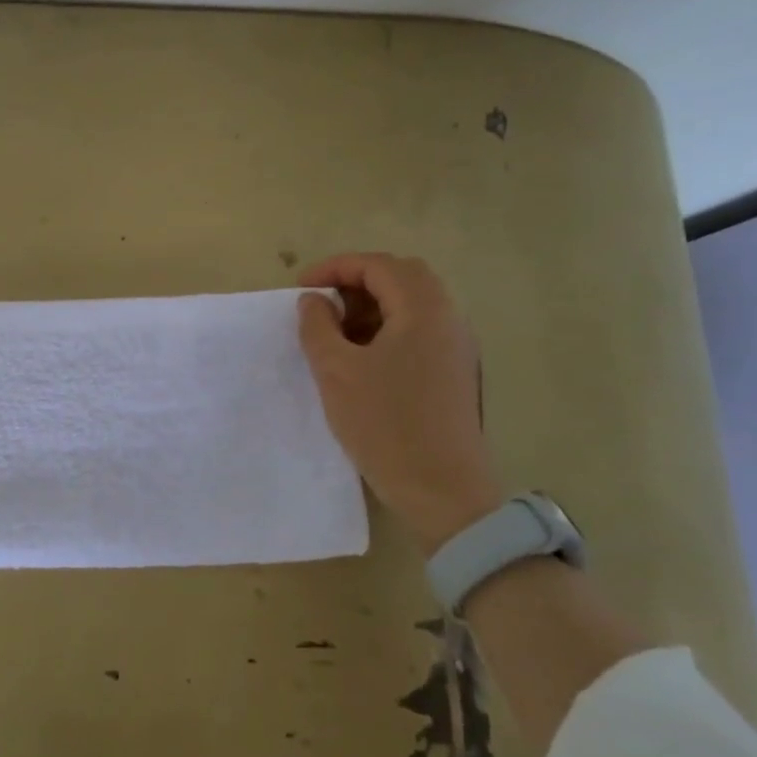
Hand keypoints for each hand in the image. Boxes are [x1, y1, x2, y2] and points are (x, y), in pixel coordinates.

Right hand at [297, 253, 501, 552]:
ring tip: (335, 332)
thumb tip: (314, 301)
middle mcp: (448, 320)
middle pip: (402, 277)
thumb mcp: (336, 371)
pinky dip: (387, 329)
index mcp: (424, 311)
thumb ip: (318, 327)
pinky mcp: (454, 373)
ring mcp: (456, 348)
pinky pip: (419, 331)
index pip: (379, 266)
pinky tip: (361, 359)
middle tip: (321, 303)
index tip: (300, 289)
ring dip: (371, 306)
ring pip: (412, 305)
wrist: (442, 490)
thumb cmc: (385, 424)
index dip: (335, 268)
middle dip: (356, 281)